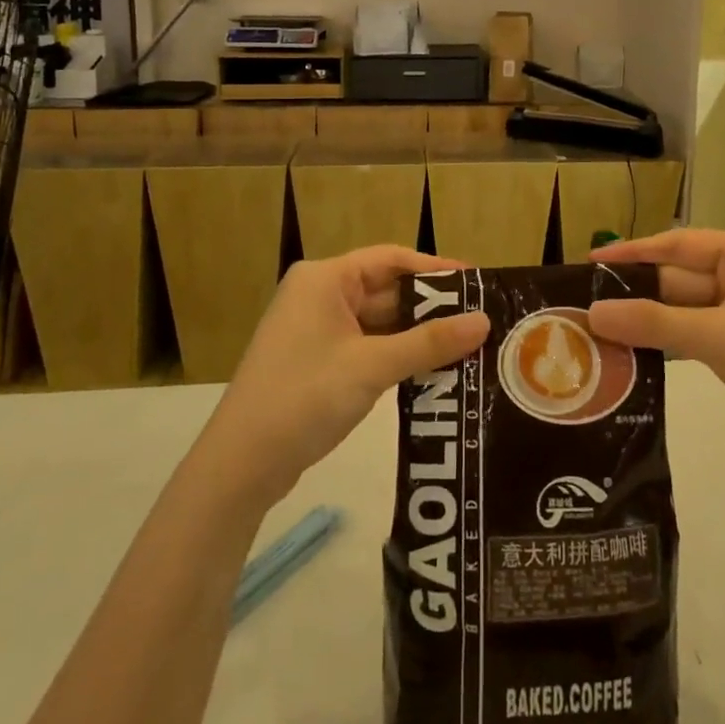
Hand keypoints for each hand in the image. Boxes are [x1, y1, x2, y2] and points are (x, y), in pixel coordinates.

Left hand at [199, 246, 489, 505]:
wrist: (240, 465)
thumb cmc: (304, 397)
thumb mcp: (372, 366)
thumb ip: (430, 343)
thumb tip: (484, 321)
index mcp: (325, 279)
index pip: (391, 259)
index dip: (435, 269)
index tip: (476, 282)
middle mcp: (319, 295)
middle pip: (386, 290)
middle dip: (430, 307)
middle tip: (478, 319)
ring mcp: (315, 330)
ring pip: (378, 322)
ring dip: (416, 335)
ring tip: (465, 345)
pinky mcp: (316, 361)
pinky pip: (366, 346)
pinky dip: (396, 354)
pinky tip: (430, 369)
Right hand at [587, 230, 724, 473]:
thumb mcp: (716, 338)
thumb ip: (652, 322)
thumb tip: (592, 313)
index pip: (681, 243)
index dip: (634, 252)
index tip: (591, 262)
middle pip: (682, 277)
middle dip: (639, 293)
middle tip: (586, 303)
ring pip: (688, 307)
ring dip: (651, 320)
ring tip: (600, 327)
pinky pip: (700, 331)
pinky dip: (671, 340)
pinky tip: (635, 350)